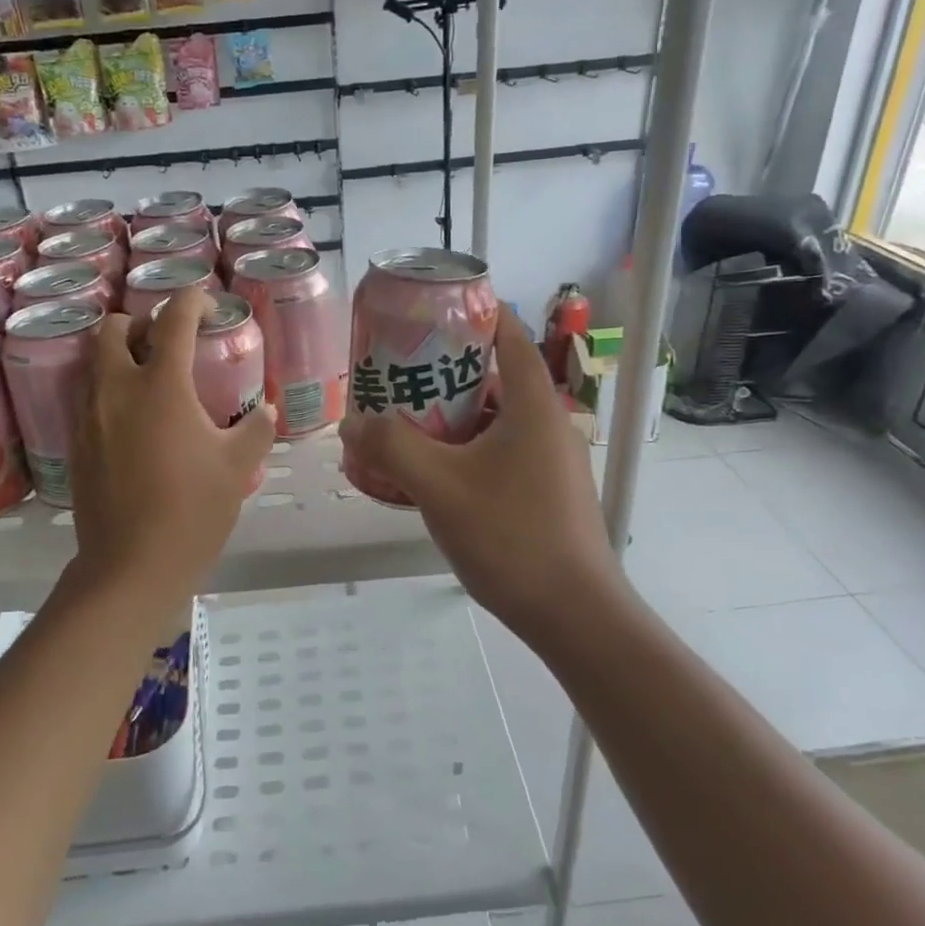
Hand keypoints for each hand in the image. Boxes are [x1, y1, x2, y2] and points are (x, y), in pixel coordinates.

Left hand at [70, 288, 275, 612]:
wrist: (132, 565)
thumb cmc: (193, 510)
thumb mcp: (238, 467)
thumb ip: (257, 429)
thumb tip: (265, 411)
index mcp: (160, 385)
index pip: (173, 320)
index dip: (192, 301)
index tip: (208, 306)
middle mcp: (116, 389)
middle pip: (113, 328)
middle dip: (140, 322)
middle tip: (168, 342)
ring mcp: (88, 416)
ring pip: (94, 362)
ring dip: (119, 355)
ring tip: (149, 378)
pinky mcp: (76, 443)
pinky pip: (88, 397)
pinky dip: (109, 390)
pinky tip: (134, 421)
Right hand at [338, 308, 625, 638]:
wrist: (573, 614)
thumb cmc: (510, 535)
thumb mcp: (439, 486)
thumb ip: (391, 447)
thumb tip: (351, 422)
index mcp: (533, 404)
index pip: (508, 334)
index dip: (472, 314)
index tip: (428, 311)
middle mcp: (549, 423)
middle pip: (495, 378)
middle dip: (446, 373)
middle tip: (398, 375)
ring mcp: (553, 461)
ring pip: (496, 421)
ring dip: (453, 418)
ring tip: (405, 424)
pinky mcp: (549, 492)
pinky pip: (502, 453)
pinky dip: (468, 451)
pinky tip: (434, 474)